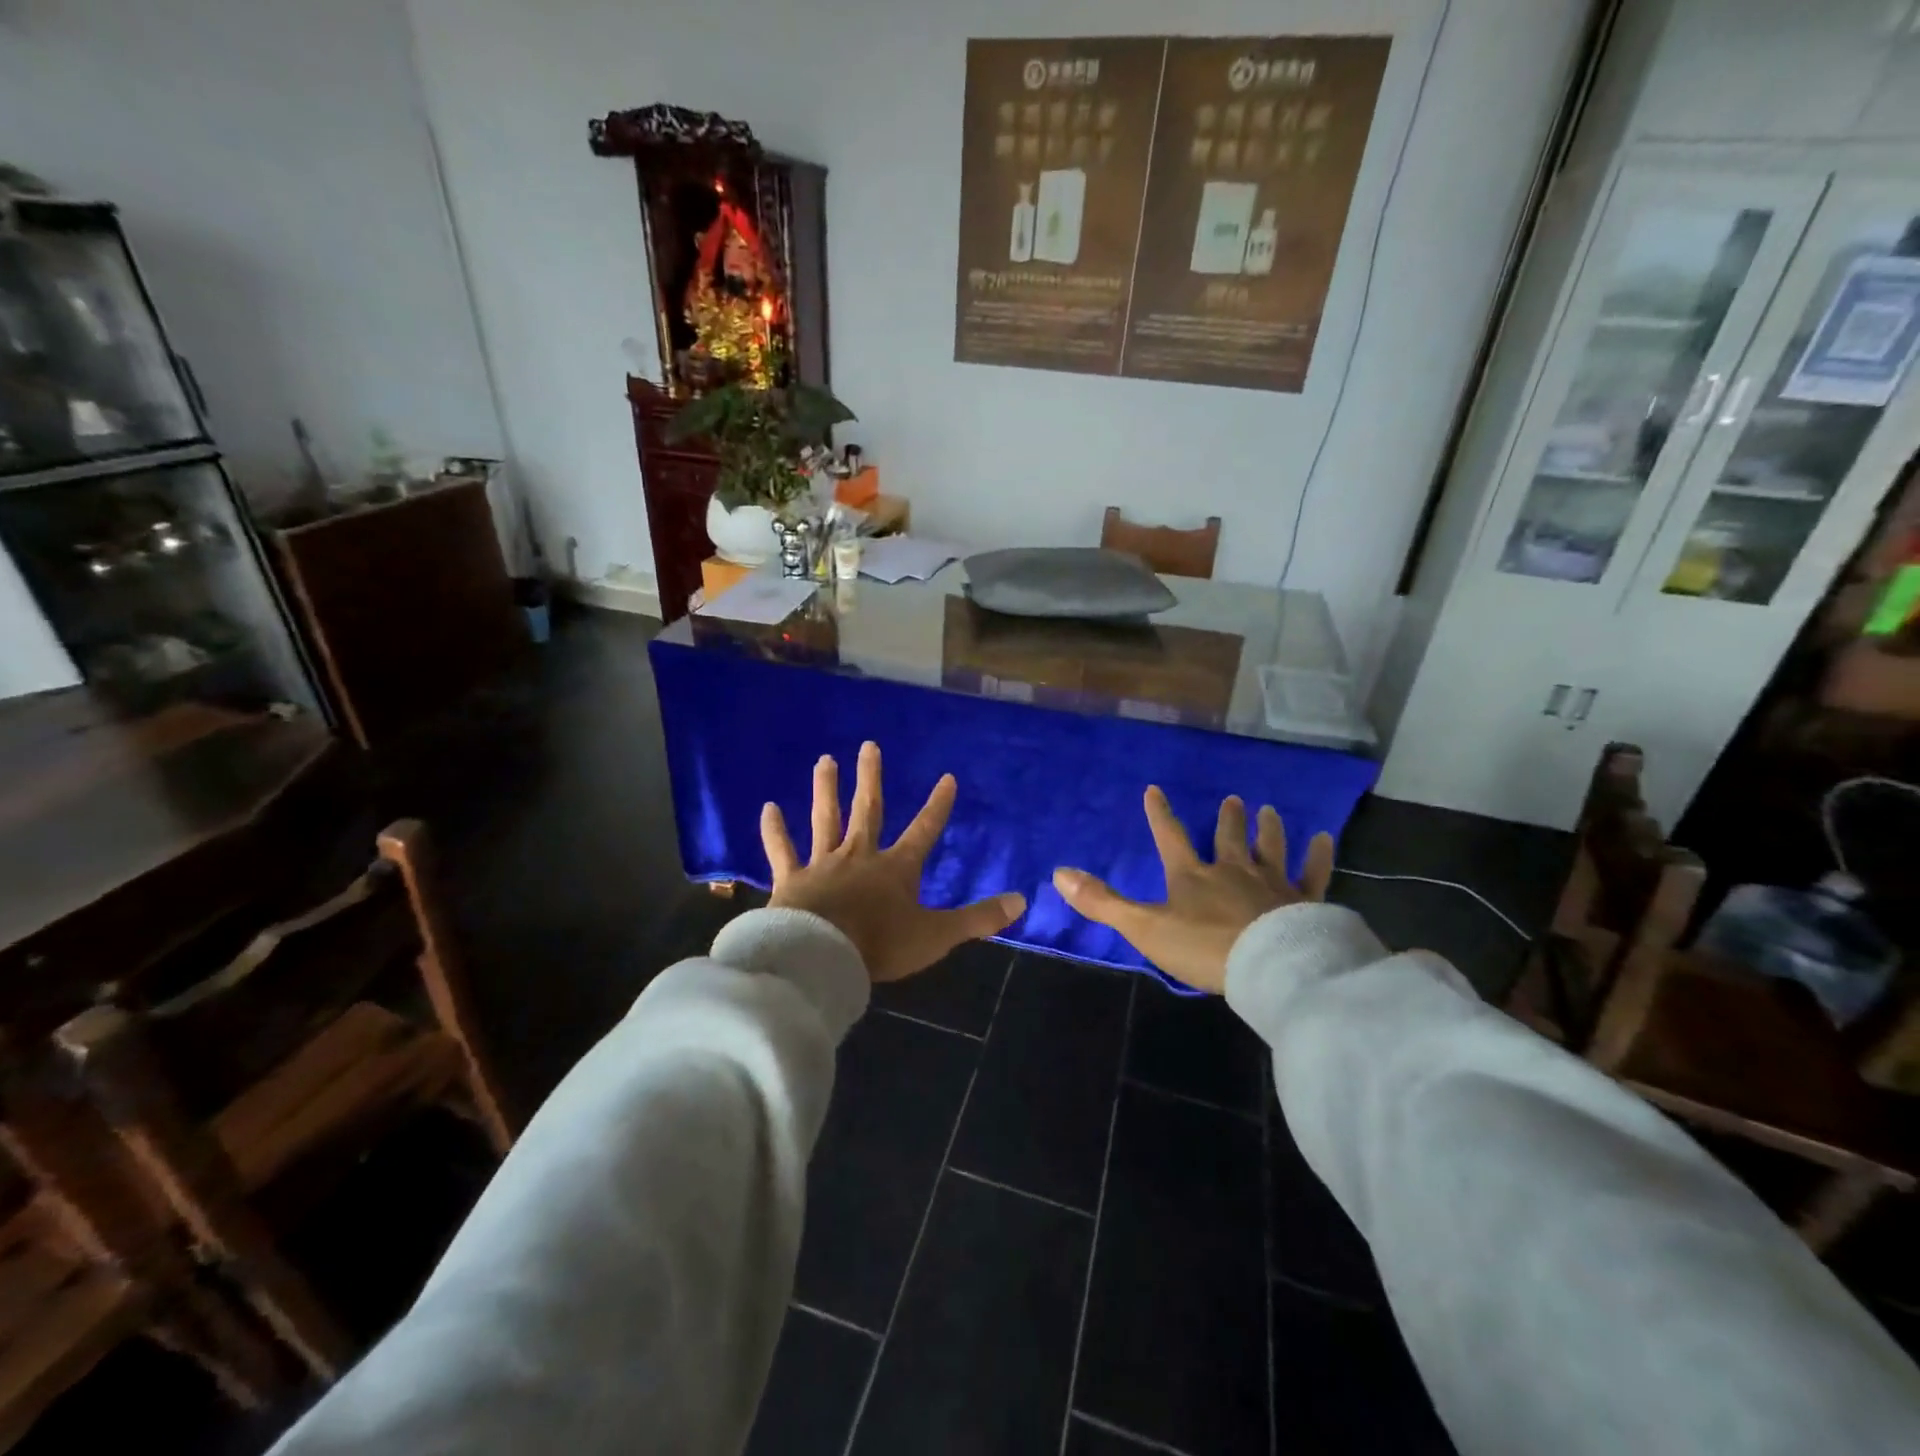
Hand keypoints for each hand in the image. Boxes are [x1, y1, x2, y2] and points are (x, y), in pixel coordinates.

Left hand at [761, 741, 1026, 982]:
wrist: (822, 956)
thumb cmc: (880, 944)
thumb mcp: (937, 935)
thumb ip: (978, 919)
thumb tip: (1022, 901)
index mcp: (896, 868)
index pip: (924, 830)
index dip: (938, 805)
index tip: (947, 777)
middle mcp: (860, 856)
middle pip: (868, 810)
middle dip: (871, 779)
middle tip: (868, 746)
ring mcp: (823, 864)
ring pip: (825, 819)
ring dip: (826, 790)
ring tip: (825, 760)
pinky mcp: (792, 879)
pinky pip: (783, 850)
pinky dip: (775, 830)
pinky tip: (768, 808)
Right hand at [1052, 787, 1333, 993]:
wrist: (1267, 967)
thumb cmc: (1202, 947)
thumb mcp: (1144, 927)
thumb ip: (1103, 901)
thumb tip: (1058, 873)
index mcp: (1191, 876)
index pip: (1171, 837)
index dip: (1161, 814)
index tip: (1155, 790)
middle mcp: (1231, 871)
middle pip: (1228, 838)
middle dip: (1228, 819)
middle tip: (1234, 799)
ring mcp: (1271, 884)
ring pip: (1269, 849)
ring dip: (1267, 829)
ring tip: (1269, 810)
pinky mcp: (1304, 901)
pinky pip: (1313, 874)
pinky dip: (1318, 856)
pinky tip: (1325, 839)